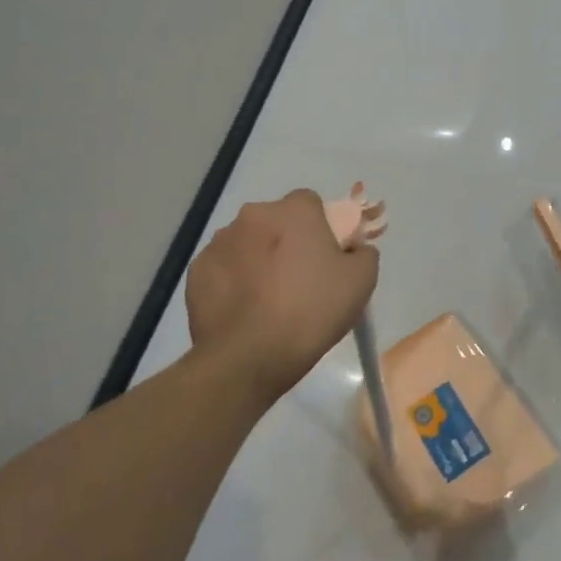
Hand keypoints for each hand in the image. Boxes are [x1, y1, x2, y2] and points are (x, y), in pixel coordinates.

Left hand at [185, 189, 379, 402]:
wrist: (248, 358)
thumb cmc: (311, 311)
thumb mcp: (361, 282)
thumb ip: (363, 253)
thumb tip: (353, 249)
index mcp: (294, 211)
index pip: (310, 203)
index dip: (320, 227)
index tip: (324, 256)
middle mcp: (253, 215)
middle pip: (275, 221)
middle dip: (285, 241)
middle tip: (298, 279)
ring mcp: (220, 242)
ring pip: (246, 243)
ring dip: (257, 259)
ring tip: (267, 299)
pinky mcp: (197, 271)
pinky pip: (222, 268)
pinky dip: (232, 281)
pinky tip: (243, 310)